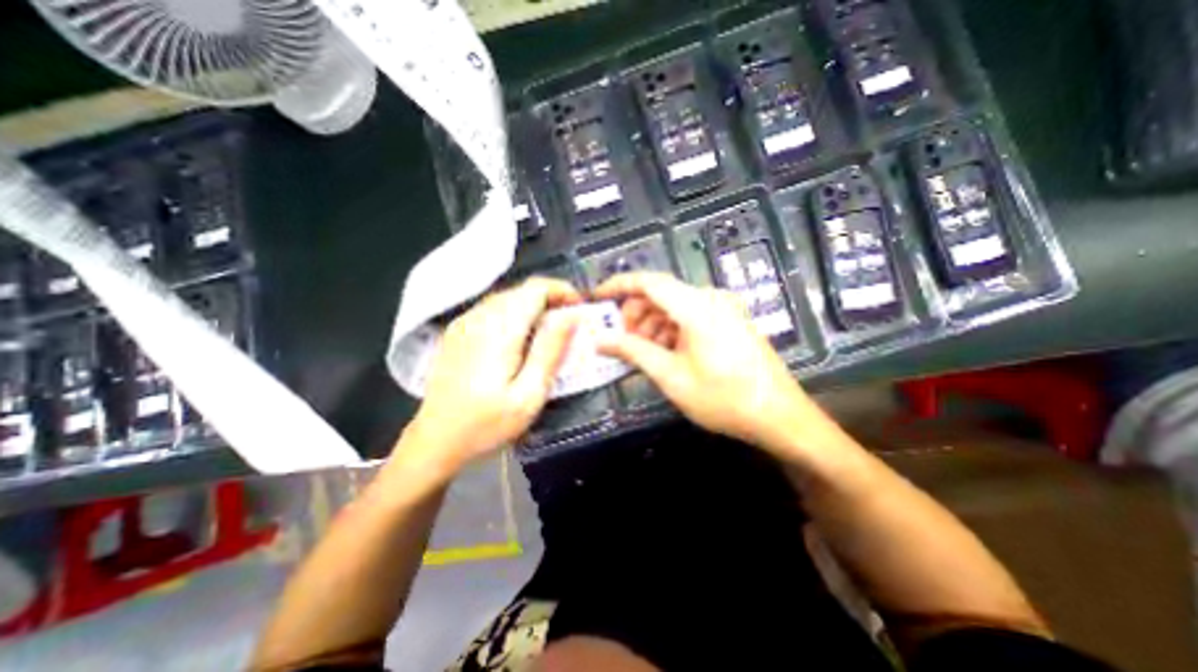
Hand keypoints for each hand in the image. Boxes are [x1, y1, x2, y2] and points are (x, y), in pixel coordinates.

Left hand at [400, 277, 582, 476]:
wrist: (434, 443)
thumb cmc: (485, 425)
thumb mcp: (528, 395)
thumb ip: (550, 351)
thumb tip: (572, 316)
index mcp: (499, 330)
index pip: (535, 288)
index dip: (563, 290)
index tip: (580, 309)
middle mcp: (478, 317)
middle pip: (522, 290)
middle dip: (551, 299)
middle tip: (570, 325)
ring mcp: (464, 323)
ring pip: (508, 297)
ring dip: (534, 306)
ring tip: (550, 331)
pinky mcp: (457, 332)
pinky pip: (493, 309)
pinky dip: (515, 314)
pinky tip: (521, 338)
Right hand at [594, 274, 828, 456]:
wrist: (780, 416)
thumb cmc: (723, 398)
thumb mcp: (671, 376)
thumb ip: (633, 351)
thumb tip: (600, 339)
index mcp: (696, 306)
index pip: (648, 282)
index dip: (618, 286)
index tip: (596, 297)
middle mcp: (711, 298)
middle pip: (661, 294)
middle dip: (635, 313)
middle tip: (620, 339)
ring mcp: (723, 308)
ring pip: (674, 306)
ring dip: (652, 324)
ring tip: (642, 352)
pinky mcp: (729, 321)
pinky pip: (690, 316)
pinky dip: (671, 329)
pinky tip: (665, 352)